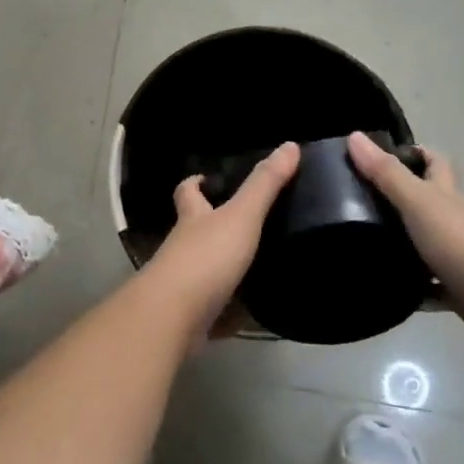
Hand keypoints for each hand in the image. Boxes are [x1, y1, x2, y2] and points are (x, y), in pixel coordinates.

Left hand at [140, 141, 300, 336]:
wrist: (173, 318)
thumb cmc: (206, 258)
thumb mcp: (241, 216)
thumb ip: (264, 185)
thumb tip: (290, 145)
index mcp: (193, 218)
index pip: (188, 192)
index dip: (196, 183)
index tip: (208, 178)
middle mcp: (184, 247)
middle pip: (195, 230)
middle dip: (213, 226)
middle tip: (249, 223)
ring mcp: (185, 283)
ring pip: (206, 269)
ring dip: (226, 268)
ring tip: (261, 265)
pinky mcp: (192, 317)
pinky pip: (215, 310)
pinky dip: (231, 311)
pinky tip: (254, 312)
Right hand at [346, 131, 463, 351]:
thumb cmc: (460, 241)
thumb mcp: (417, 202)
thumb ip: (386, 173)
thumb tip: (353, 136)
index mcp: (447, 195)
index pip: (434, 163)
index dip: (414, 154)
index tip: (382, 156)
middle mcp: (456, 221)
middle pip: (430, 203)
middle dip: (403, 200)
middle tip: (364, 204)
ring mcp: (460, 256)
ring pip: (429, 245)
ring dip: (406, 247)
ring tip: (366, 248)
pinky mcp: (461, 290)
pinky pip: (432, 289)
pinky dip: (416, 290)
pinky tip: (392, 292)